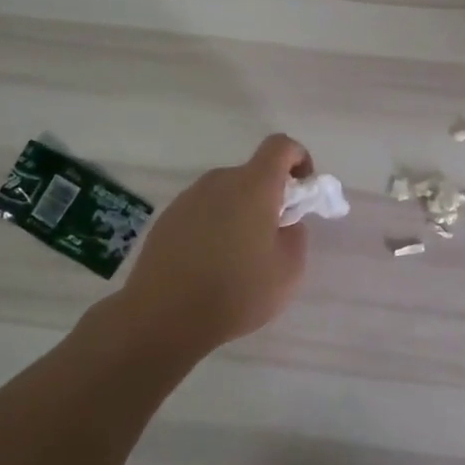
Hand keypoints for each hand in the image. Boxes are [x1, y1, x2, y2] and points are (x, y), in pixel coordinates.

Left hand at [114, 134, 311, 353]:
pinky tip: (210, 265)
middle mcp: (218, 182)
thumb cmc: (236, 292)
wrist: (162, 318)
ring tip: (238, 257)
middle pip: (252, 174)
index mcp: (253, 186)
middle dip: (269, 196)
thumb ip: (295, 236)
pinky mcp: (166, 220)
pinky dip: (214, 227)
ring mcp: (188, 199)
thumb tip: (285, 224)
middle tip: (273, 236)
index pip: (280, 146)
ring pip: (226, 194)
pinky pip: (202, 212)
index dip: (299, 158)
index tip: (303, 190)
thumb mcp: (289, 270)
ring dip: (240, 213)